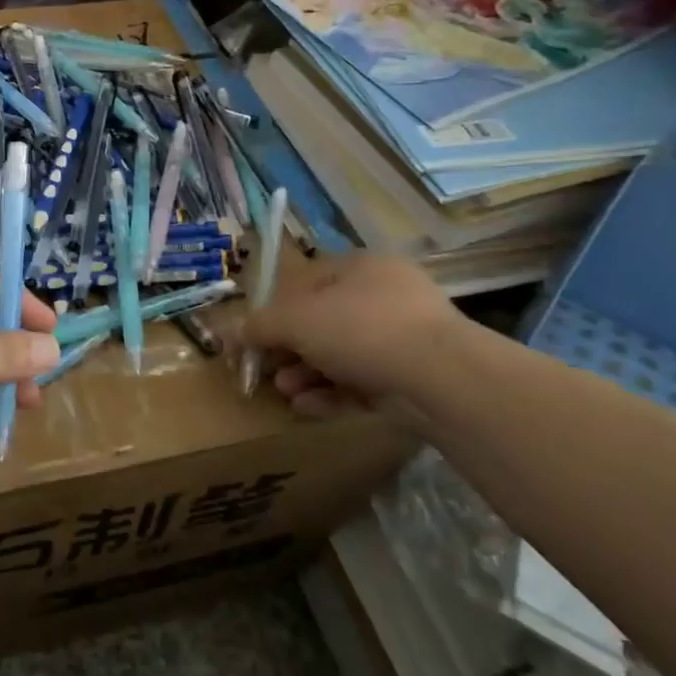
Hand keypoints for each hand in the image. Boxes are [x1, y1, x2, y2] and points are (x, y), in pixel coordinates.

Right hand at [243, 252, 463, 411]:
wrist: (442, 379)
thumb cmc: (361, 329)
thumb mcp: (295, 320)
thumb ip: (260, 325)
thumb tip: (233, 332)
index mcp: (359, 268)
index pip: (305, 282)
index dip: (273, 309)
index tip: (253, 336)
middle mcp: (383, 296)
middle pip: (321, 322)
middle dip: (288, 349)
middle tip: (267, 370)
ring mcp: (403, 338)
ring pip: (340, 355)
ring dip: (306, 373)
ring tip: (285, 392)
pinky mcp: (413, 377)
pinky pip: (362, 382)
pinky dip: (332, 393)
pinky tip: (307, 407)